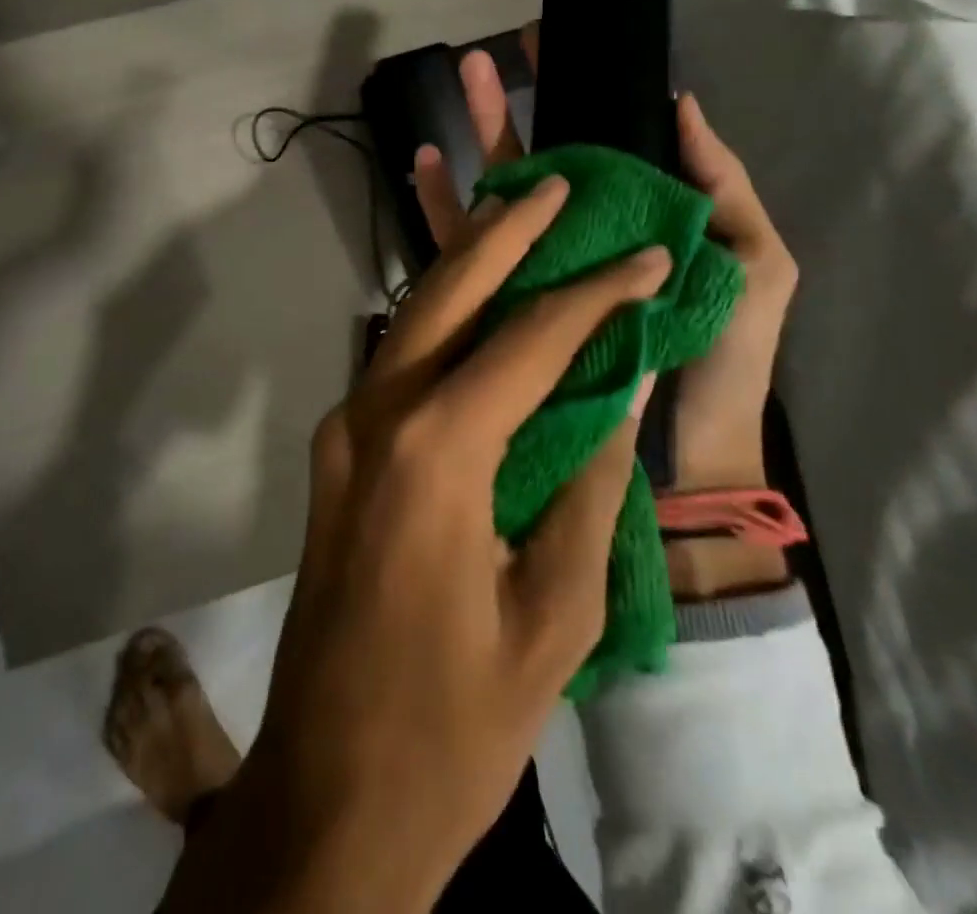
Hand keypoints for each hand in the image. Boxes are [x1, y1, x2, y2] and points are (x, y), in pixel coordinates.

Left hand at [163, 175, 665, 913]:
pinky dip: (443, 321)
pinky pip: (397, 363)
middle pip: (446, 293)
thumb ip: (588, 491)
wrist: (328, 790)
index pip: (529, 340)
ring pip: (411, 318)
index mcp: (436, 453)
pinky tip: (480, 307)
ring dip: (466, 266)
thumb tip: (617, 397)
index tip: (647, 257)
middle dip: (503, 232)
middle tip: (552, 184)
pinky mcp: (336, 451)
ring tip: (519, 221)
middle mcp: (376, 415)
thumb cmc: (454, 724)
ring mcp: (344, 428)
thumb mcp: (553, 617)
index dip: (596, 294)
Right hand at [413, 41, 797, 596]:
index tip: (559, 46)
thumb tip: (681, 102)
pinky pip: (470, 250)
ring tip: (460, 85)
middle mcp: (582, 236)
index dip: (582, 95)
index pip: (604, 145)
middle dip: (516, 106)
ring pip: (501, 193)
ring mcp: (540, 268)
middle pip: (543, 161)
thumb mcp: (753, 263)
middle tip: (488, 55)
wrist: (682, 450)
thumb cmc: (726, 355)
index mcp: (636, 220)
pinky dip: (447, 207)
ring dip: (479, 140)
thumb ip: (722, 187)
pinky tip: (424, 166)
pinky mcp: (507, 305)